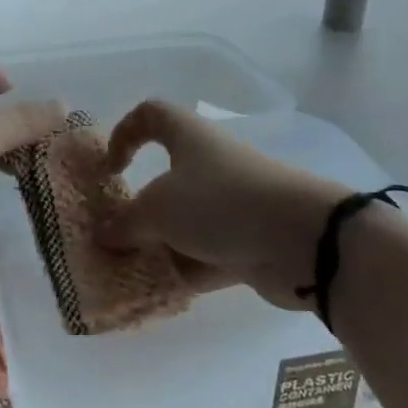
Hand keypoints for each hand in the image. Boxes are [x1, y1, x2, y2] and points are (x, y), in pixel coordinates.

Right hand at [98, 100, 355, 308]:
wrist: (304, 239)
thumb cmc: (220, 203)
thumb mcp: (158, 211)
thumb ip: (125, 224)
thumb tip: (102, 234)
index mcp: (189, 138)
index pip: (151, 116)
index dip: (124, 134)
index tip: (111, 170)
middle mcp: (211, 165)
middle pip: (167, 178)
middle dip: (139, 208)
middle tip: (116, 234)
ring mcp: (233, 205)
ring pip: (186, 221)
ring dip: (160, 244)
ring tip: (131, 271)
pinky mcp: (250, 241)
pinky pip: (208, 254)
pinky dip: (186, 271)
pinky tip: (160, 292)